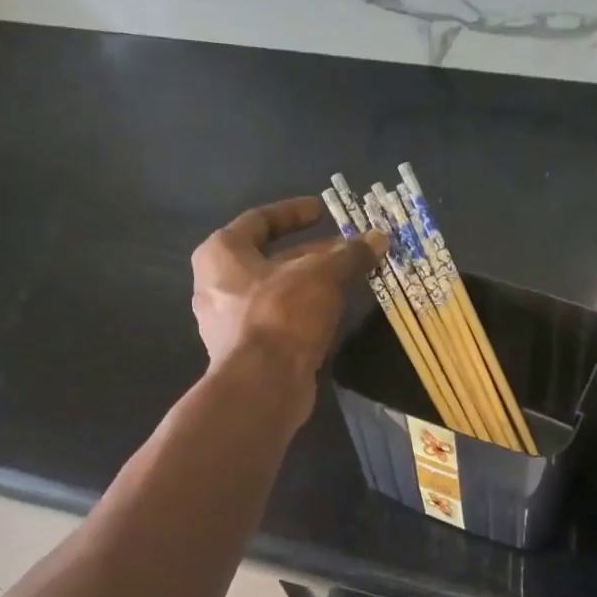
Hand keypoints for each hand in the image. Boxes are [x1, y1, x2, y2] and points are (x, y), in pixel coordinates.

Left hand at [190, 195, 386, 390]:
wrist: (263, 386)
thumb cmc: (282, 315)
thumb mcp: (322, 276)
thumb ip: (349, 255)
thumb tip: (378, 238)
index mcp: (222, 254)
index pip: (260, 220)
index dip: (295, 213)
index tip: (325, 210)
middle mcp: (218, 285)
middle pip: (272, 259)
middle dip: (314, 253)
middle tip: (349, 250)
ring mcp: (230, 322)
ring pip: (278, 292)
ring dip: (313, 285)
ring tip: (350, 280)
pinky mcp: (248, 352)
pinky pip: (280, 321)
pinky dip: (306, 313)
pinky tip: (335, 314)